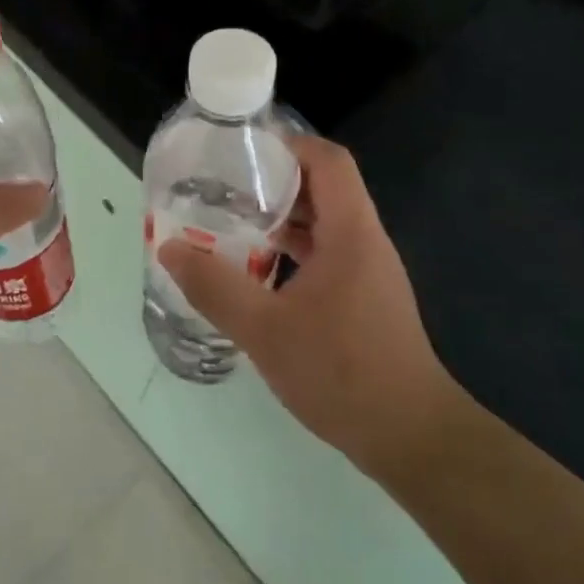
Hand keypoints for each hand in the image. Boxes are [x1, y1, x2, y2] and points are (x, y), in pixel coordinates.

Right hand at [157, 134, 465, 481]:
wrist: (413, 439)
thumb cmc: (342, 373)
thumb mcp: (264, 329)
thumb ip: (213, 287)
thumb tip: (170, 248)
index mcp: (350, 233)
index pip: (328, 160)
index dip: (287, 145)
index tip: (241, 152)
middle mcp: (364, 242)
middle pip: (322, 187)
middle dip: (272, 180)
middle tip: (222, 187)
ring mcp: (368, 271)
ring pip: (323, 222)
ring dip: (280, 217)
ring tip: (230, 222)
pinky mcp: (364, 298)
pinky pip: (325, 253)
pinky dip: (291, 249)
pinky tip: (256, 270)